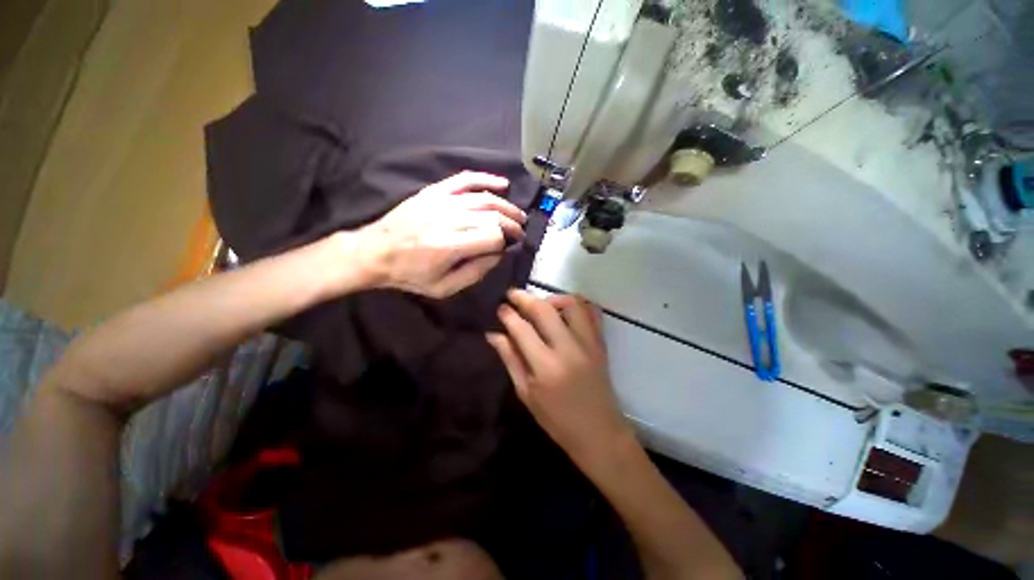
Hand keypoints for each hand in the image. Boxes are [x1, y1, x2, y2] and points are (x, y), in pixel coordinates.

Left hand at [353, 171, 526, 297]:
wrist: (375, 252)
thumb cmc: (409, 274)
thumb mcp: (444, 287)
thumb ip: (475, 273)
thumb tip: (498, 254)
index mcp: (450, 246)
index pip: (492, 236)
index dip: (506, 242)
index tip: (510, 247)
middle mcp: (448, 219)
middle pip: (492, 216)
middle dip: (512, 224)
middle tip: (521, 232)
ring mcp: (440, 202)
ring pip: (484, 199)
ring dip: (506, 206)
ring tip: (518, 215)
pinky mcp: (434, 192)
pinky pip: (464, 180)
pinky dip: (486, 179)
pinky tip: (502, 183)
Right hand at [487, 290, 633, 469]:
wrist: (599, 432)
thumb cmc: (557, 420)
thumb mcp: (526, 393)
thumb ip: (510, 359)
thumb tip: (493, 334)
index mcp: (546, 367)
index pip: (522, 329)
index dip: (508, 315)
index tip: (500, 308)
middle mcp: (568, 349)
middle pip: (545, 310)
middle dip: (525, 297)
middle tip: (513, 295)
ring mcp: (588, 343)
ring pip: (571, 304)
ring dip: (552, 298)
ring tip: (541, 305)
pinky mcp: (600, 343)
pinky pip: (592, 312)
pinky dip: (577, 304)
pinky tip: (564, 311)